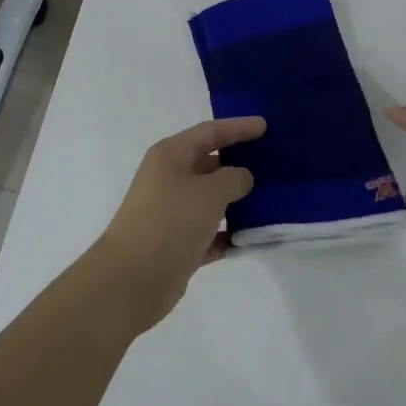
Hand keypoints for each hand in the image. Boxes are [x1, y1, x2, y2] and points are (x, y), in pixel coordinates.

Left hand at [91, 117, 265, 328]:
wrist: (133, 279)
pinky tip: (253, 237)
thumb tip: (242, 177)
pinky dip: (229, 233)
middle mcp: (169, 179)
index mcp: (171, 156)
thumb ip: (234, 178)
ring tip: (271, 198)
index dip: (238, 127)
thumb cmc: (171, 221)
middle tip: (272, 162)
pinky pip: (210, 232)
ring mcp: (172, 212)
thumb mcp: (210, 192)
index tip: (265, 125)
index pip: (210, 132)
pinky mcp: (177, 243)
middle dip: (239, 162)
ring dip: (237, 200)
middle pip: (210, 163)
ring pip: (211, 199)